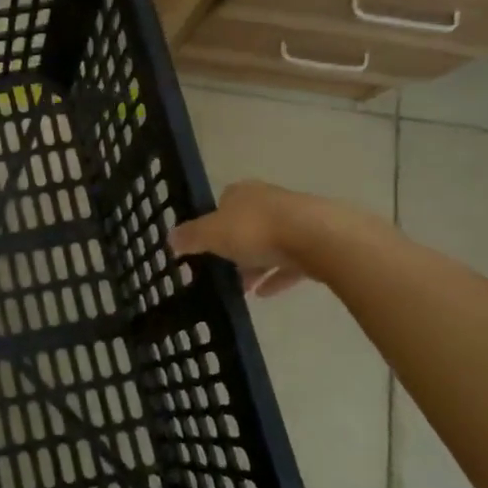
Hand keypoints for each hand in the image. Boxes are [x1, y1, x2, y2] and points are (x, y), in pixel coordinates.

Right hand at [169, 180, 311, 297]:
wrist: (318, 238)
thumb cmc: (257, 230)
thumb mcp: (212, 234)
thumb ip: (191, 237)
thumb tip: (169, 238)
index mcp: (243, 192)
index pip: (223, 201)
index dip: (213, 221)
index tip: (206, 243)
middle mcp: (269, 201)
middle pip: (247, 223)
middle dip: (236, 246)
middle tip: (223, 269)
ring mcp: (296, 221)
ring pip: (270, 243)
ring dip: (256, 265)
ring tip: (243, 289)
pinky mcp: (317, 243)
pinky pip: (291, 263)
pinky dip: (278, 277)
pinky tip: (266, 295)